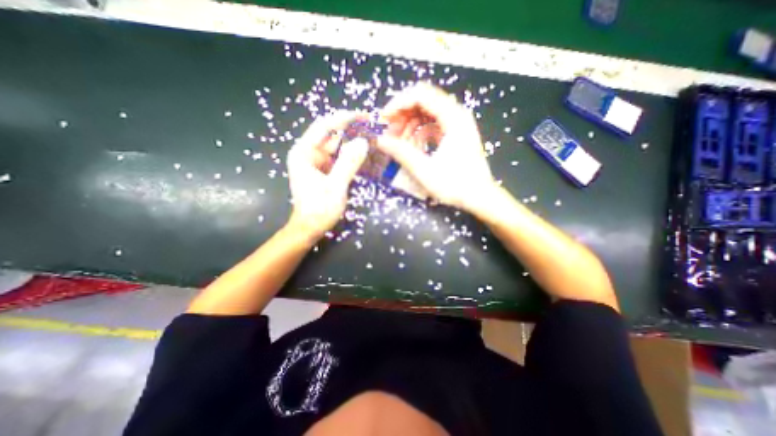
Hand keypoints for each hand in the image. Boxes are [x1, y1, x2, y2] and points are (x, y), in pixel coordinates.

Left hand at [286, 112, 367, 239]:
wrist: (310, 228)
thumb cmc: (319, 209)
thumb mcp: (335, 186)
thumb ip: (348, 163)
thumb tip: (362, 142)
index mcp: (304, 152)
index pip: (324, 126)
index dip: (344, 118)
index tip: (364, 115)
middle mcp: (309, 153)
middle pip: (331, 134)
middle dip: (351, 129)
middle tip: (372, 127)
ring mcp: (316, 162)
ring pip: (336, 146)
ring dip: (352, 142)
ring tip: (372, 137)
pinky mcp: (324, 170)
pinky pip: (338, 157)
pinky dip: (350, 155)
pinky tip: (363, 153)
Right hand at [376, 83, 495, 213]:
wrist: (479, 197)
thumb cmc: (455, 185)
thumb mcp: (425, 170)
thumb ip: (401, 153)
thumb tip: (380, 140)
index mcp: (453, 118)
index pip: (421, 95)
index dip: (398, 103)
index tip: (384, 119)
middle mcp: (456, 115)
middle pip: (423, 102)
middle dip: (402, 116)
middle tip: (389, 134)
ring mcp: (456, 125)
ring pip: (426, 115)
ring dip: (410, 126)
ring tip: (399, 144)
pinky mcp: (455, 135)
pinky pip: (432, 126)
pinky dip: (419, 134)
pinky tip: (413, 148)